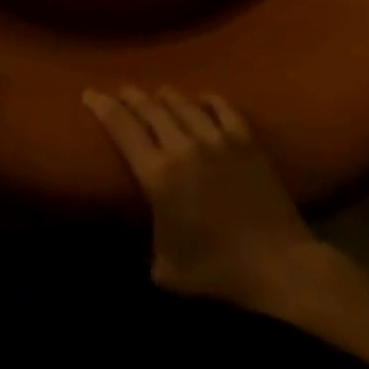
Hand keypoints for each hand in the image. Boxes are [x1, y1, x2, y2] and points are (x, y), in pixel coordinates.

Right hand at [84, 86, 322, 311]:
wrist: (280, 269)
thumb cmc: (218, 276)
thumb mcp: (166, 269)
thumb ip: (145, 240)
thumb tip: (133, 232)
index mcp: (158, 174)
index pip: (121, 126)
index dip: (102, 106)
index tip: (89, 93)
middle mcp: (183, 146)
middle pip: (149, 107)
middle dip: (130, 96)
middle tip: (120, 92)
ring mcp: (217, 138)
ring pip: (183, 102)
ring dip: (165, 95)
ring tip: (157, 94)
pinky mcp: (246, 140)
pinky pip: (222, 106)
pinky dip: (207, 99)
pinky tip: (201, 99)